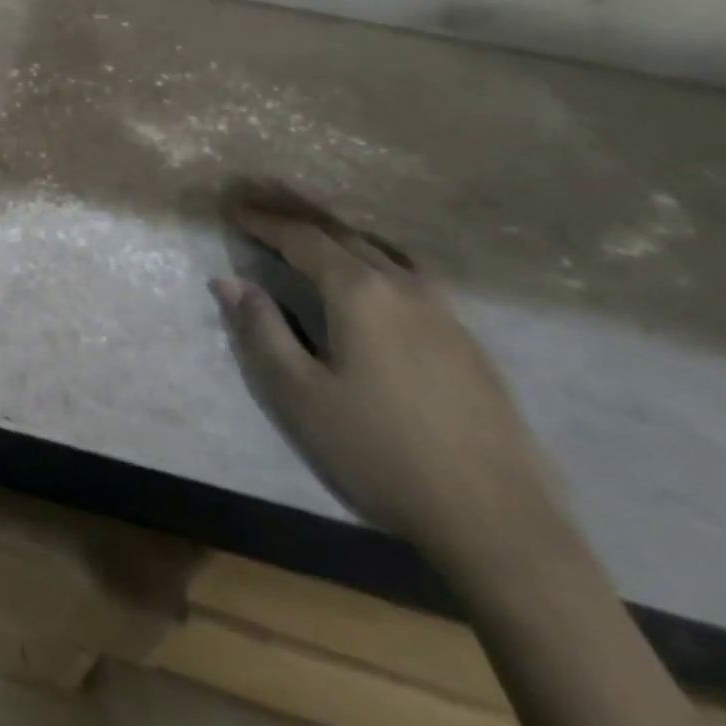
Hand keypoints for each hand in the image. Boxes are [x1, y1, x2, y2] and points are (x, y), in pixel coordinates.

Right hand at [211, 206, 561, 568]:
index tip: (234, 207)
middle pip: (341, 235)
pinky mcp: (466, 338)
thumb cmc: (380, 452)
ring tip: (310, 235)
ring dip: (337, 237)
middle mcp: (402, 285)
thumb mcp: (300, 395)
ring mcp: (442, 309)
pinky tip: (371, 278)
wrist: (496, 519)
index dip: (264, 221)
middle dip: (297, 218)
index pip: (302, 238)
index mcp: (359, 291)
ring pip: (379, 252)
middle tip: (262, 205)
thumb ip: (261, 330)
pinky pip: (407, 275)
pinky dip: (372, 259)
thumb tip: (230, 281)